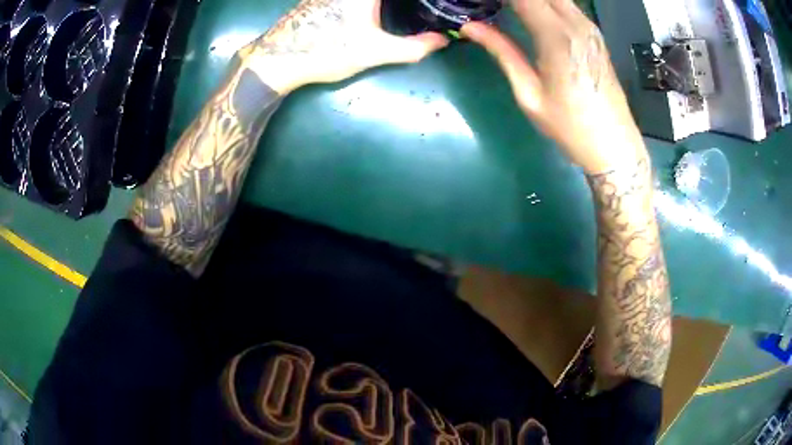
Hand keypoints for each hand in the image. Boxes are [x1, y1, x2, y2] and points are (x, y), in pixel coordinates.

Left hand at [238, 0, 448, 93]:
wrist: (277, 59)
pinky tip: (375, 11)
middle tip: (420, 8)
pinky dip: (369, 4)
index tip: (432, 3)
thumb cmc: (327, 50)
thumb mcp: (374, 51)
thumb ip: (413, 47)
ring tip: (403, 10)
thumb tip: (442, 41)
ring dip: (385, 4)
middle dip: (404, 3)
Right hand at [462, 0, 645, 174]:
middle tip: (492, 6)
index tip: (481, 2)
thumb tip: (470, 27)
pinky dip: (545, 3)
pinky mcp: (595, 35)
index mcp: (557, 36)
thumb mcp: (530, 93)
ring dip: (530, 0)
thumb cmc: (570, 126)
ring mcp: (589, 28)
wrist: (614, 146)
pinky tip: (530, 12)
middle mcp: (576, 24)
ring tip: (507, 8)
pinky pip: (566, 5)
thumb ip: (502, 52)